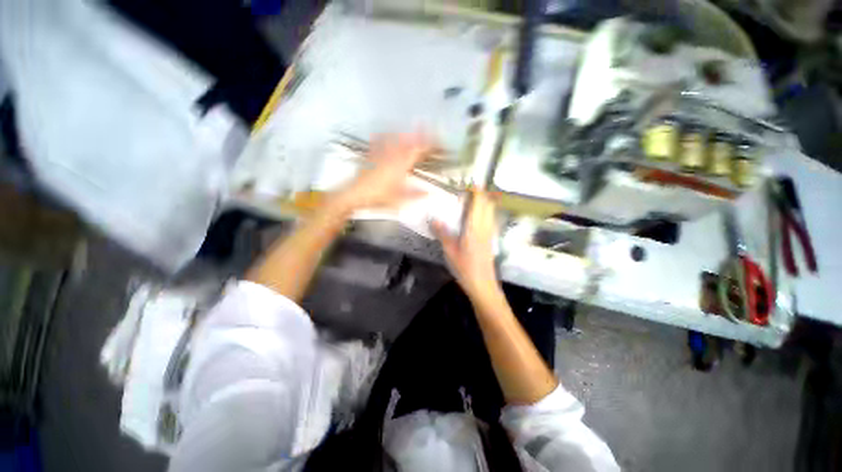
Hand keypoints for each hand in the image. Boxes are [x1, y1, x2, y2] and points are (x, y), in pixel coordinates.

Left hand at [334, 133, 432, 212]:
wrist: (356, 195)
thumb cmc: (378, 197)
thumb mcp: (399, 200)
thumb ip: (415, 195)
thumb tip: (429, 193)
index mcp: (400, 167)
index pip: (417, 151)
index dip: (428, 143)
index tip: (437, 139)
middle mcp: (392, 157)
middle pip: (407, 141)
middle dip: (418, 134)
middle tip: (426, 128)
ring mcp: (380, 154)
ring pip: (394, 139)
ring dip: (404, 133)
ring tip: (410, 131)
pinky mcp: (370, 155)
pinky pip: (378, 141)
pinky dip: (384, 136)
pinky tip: (384, 133)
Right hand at [432, 190, 501, 300]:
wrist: (482, 284)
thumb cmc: (465, 268)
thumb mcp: (450, 251)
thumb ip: (443, 233)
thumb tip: (434, 219)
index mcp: (475, 228)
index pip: (479, 204)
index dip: (477, 191)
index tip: (472, 183)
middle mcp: (485, 227)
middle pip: (488, 205)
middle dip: (482, 194)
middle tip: (471, 190)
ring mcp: (490, 234)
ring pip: (491, 212)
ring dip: (485, 203)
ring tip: (474, 200)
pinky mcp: (490, 240)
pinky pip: (490, 220)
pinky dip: (486, 212)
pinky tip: (477, 217)